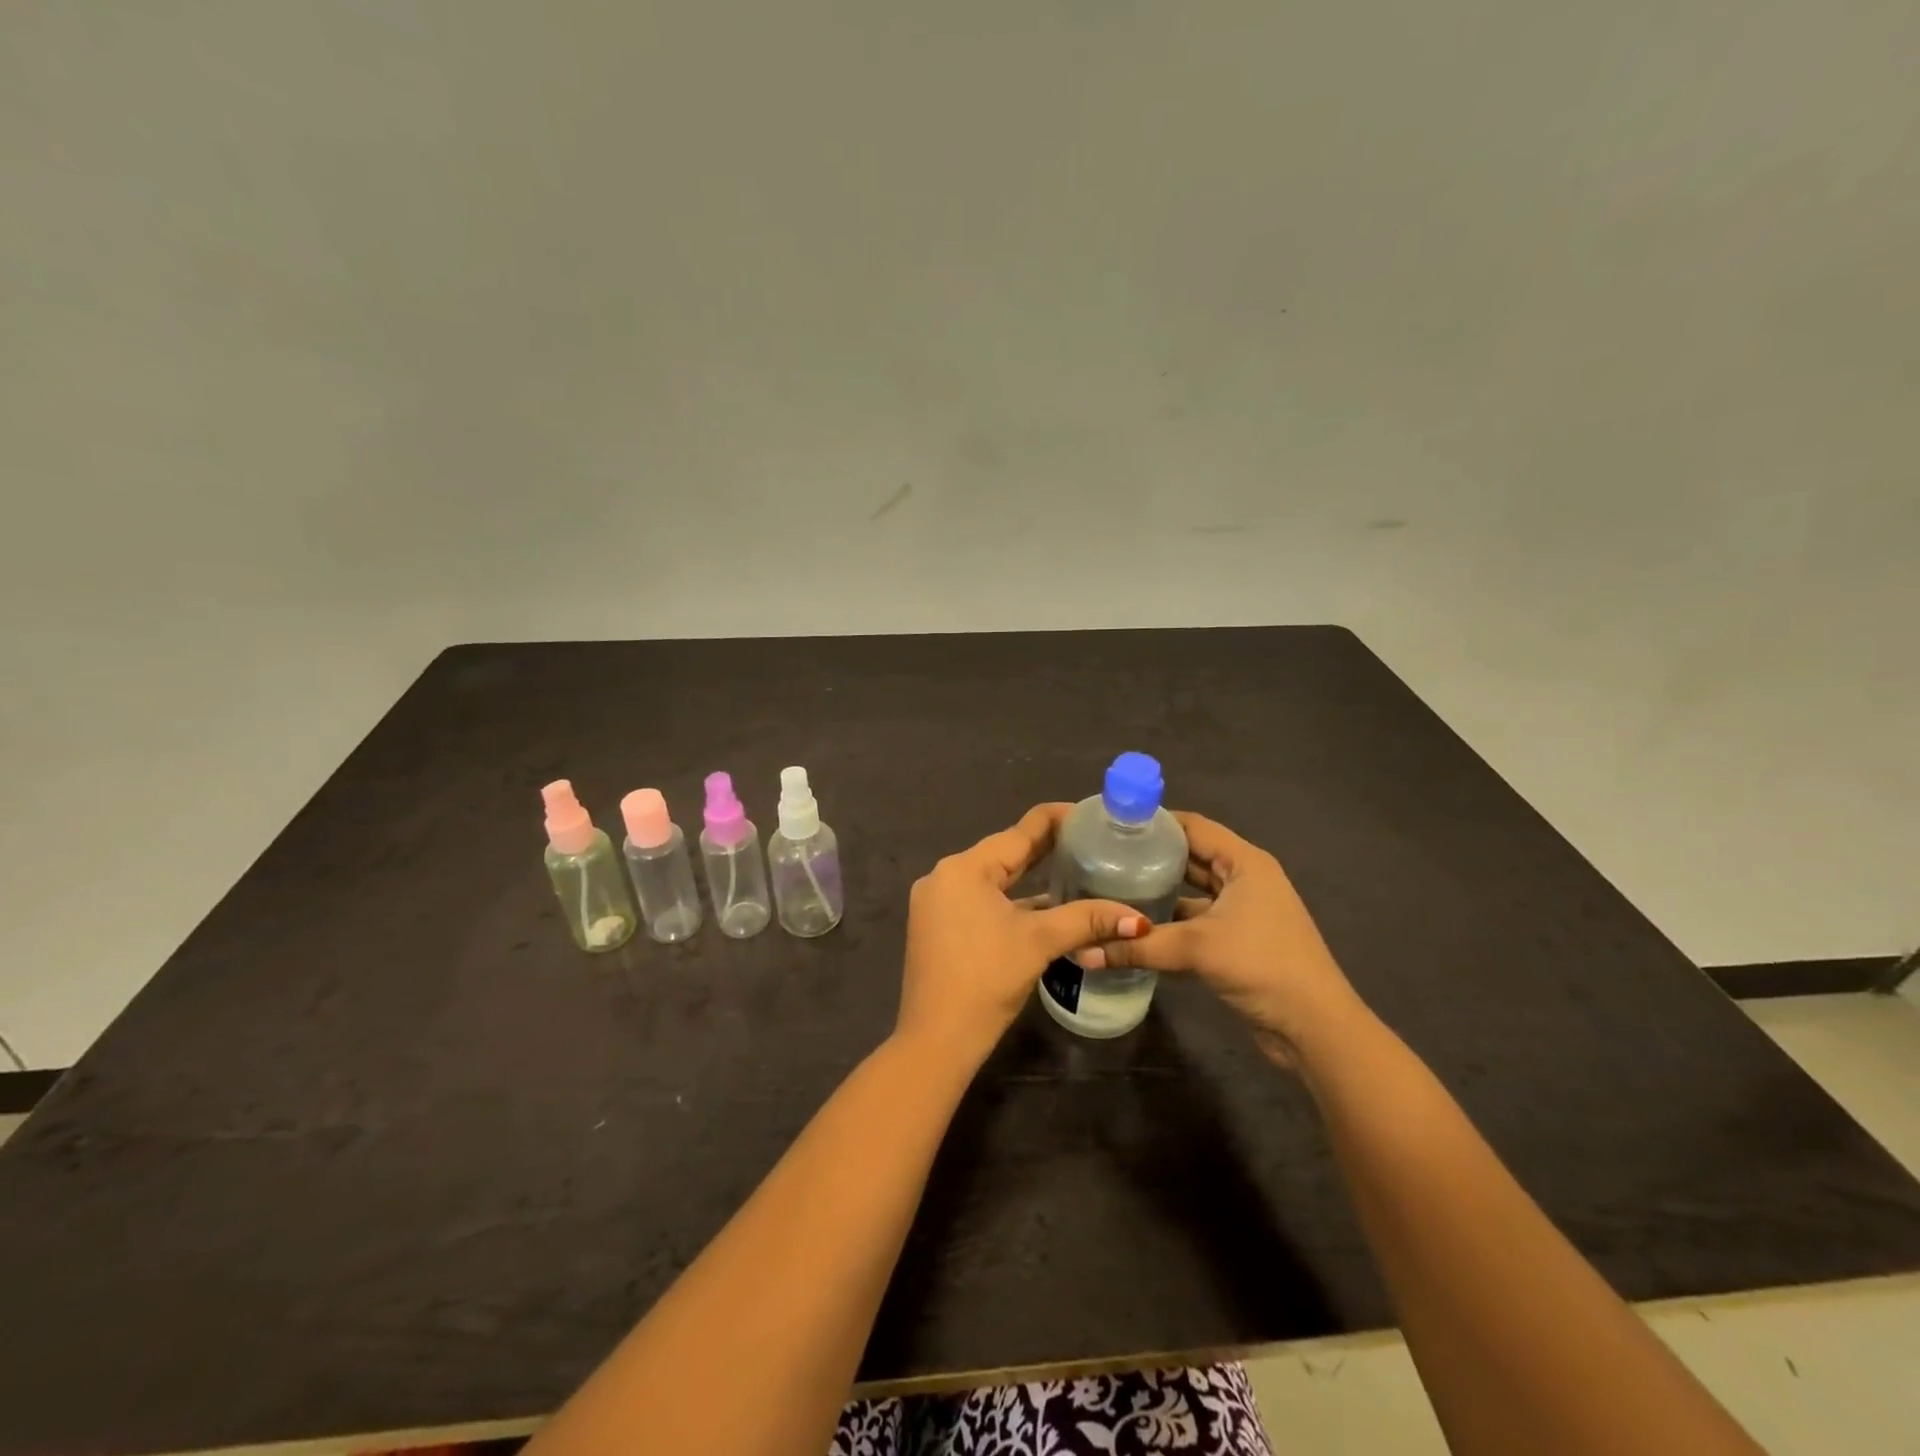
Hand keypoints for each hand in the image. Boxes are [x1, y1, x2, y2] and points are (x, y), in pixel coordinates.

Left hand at [896, 803, 1145, 1068]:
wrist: (936, 1039)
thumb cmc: (986, 979)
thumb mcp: (1039, 942)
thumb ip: (1087, 920)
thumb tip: (1139, 919)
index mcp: (965, 867)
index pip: (1020, 831)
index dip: (1058, 820)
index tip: (1092, 814)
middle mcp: (946, 875)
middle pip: (1005, 853)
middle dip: (1047, 849)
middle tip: (1091, 840)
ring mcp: (937, 902)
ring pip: (993, 879)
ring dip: (1029, 876)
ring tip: (1074, 867)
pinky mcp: (938, 925)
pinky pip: (981, 899)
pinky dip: (1011, 900)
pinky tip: (1042, 905)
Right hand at [1081, 811, 1364, 1067]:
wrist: (1315, 1028)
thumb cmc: (1262, 966)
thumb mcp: (1196, 948)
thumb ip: (1138, 946)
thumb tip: (1083, 952)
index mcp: (1243, 862)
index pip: (1192, 826)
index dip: (1155, 823)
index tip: (1113, 825)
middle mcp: (1244, 879)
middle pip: (1191, 857)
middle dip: (1151, 857)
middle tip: (1104, 856)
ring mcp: (1242, 911)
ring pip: (1192, 892)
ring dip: (1159, 893)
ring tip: (1111, 888)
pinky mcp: (1238, 941)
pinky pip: (1196, 920)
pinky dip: (1169, 923)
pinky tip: (1134, 929)